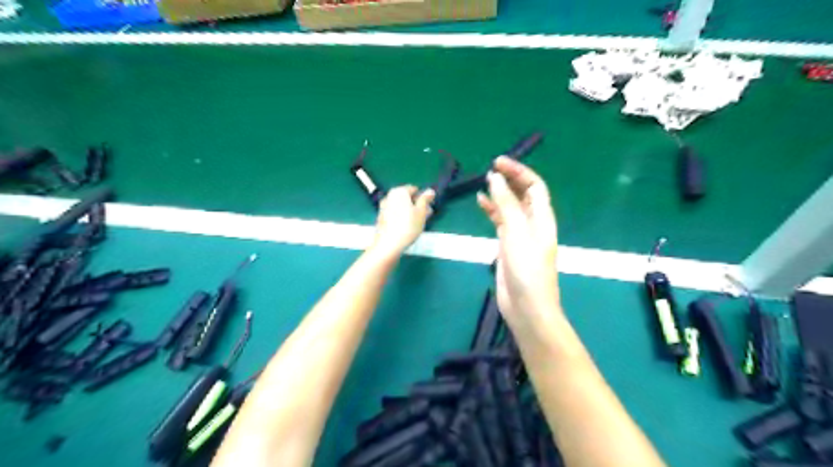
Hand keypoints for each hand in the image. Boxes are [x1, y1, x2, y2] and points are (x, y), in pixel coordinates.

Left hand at [372, 186, 435, 256]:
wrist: (388, 244)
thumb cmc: (408, 225)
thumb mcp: (421, 212)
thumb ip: (425, 199)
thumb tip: (430, 191)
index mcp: (399, 191)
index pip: (414, 189)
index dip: (423, 197)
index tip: (429, 207)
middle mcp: (389, 196)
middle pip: (406, 198)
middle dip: (417, 205)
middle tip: (426, 215)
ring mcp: (383, 207)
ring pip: (401, 206)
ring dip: (410, 212)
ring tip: (419, 222)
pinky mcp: (381, 218)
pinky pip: (395, 214)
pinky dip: (402, 217)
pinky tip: (407, 227)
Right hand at [479, 157, 562, 324]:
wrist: (526, 306)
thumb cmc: (526, 268)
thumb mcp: (515, 232)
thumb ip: (505, 204)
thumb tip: (496, 177)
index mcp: (542, 217)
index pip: (534, 186)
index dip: (519, 171)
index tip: (498, 162)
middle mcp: (533, 223)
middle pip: (523, 194)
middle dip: (510, 179)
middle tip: (490, 169)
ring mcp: (520, 234)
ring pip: (510, 207)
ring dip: (499, 193)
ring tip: (483, 182)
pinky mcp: (508, 245)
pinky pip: (501, 221)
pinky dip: (492, 210)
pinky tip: (481, 203)